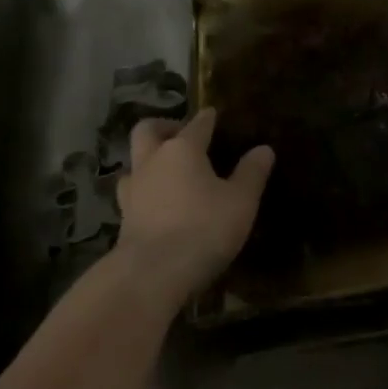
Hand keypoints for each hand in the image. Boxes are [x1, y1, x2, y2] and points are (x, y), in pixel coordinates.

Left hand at [116, 108, 272, 306]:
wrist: (151, 274)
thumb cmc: (202, 229)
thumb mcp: (240, 202)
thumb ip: (251, 173)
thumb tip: (264, 149)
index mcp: (183, 149)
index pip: (198, 123)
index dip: (208, 118)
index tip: (214, 114)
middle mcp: (153, 160)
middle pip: (148, 130)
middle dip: (164, 127)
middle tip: (180, 136)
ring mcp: (133, 189)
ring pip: (134, 162)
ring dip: (148, 160)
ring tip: (167, 172)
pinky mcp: (123, 217)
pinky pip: (132, 193)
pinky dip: (144, 191)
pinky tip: (156, 203)